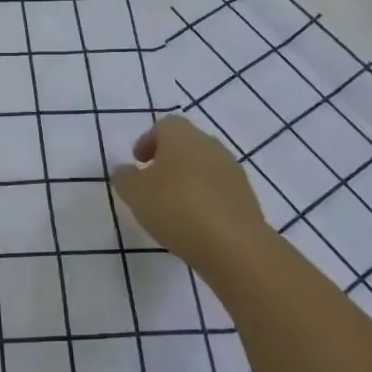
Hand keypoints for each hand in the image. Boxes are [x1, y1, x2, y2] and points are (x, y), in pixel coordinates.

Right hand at [111, 116, 268, 275]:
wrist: (234, 245)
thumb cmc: (176, 208)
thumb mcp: (135, 193)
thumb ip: (124, 177)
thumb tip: (125, 170)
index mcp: (182, 136)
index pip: (165, 125)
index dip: (149, 140)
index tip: (138, 161)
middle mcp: (210, 146)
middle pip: (187, 144)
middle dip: (168, 160)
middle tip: (153, 183)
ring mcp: (232, 171)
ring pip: (204, 167)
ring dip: (188, 180)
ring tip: (172, 207)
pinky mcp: (247, 198)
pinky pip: (219, 190)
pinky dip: (205, 199)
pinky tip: (194, 222)